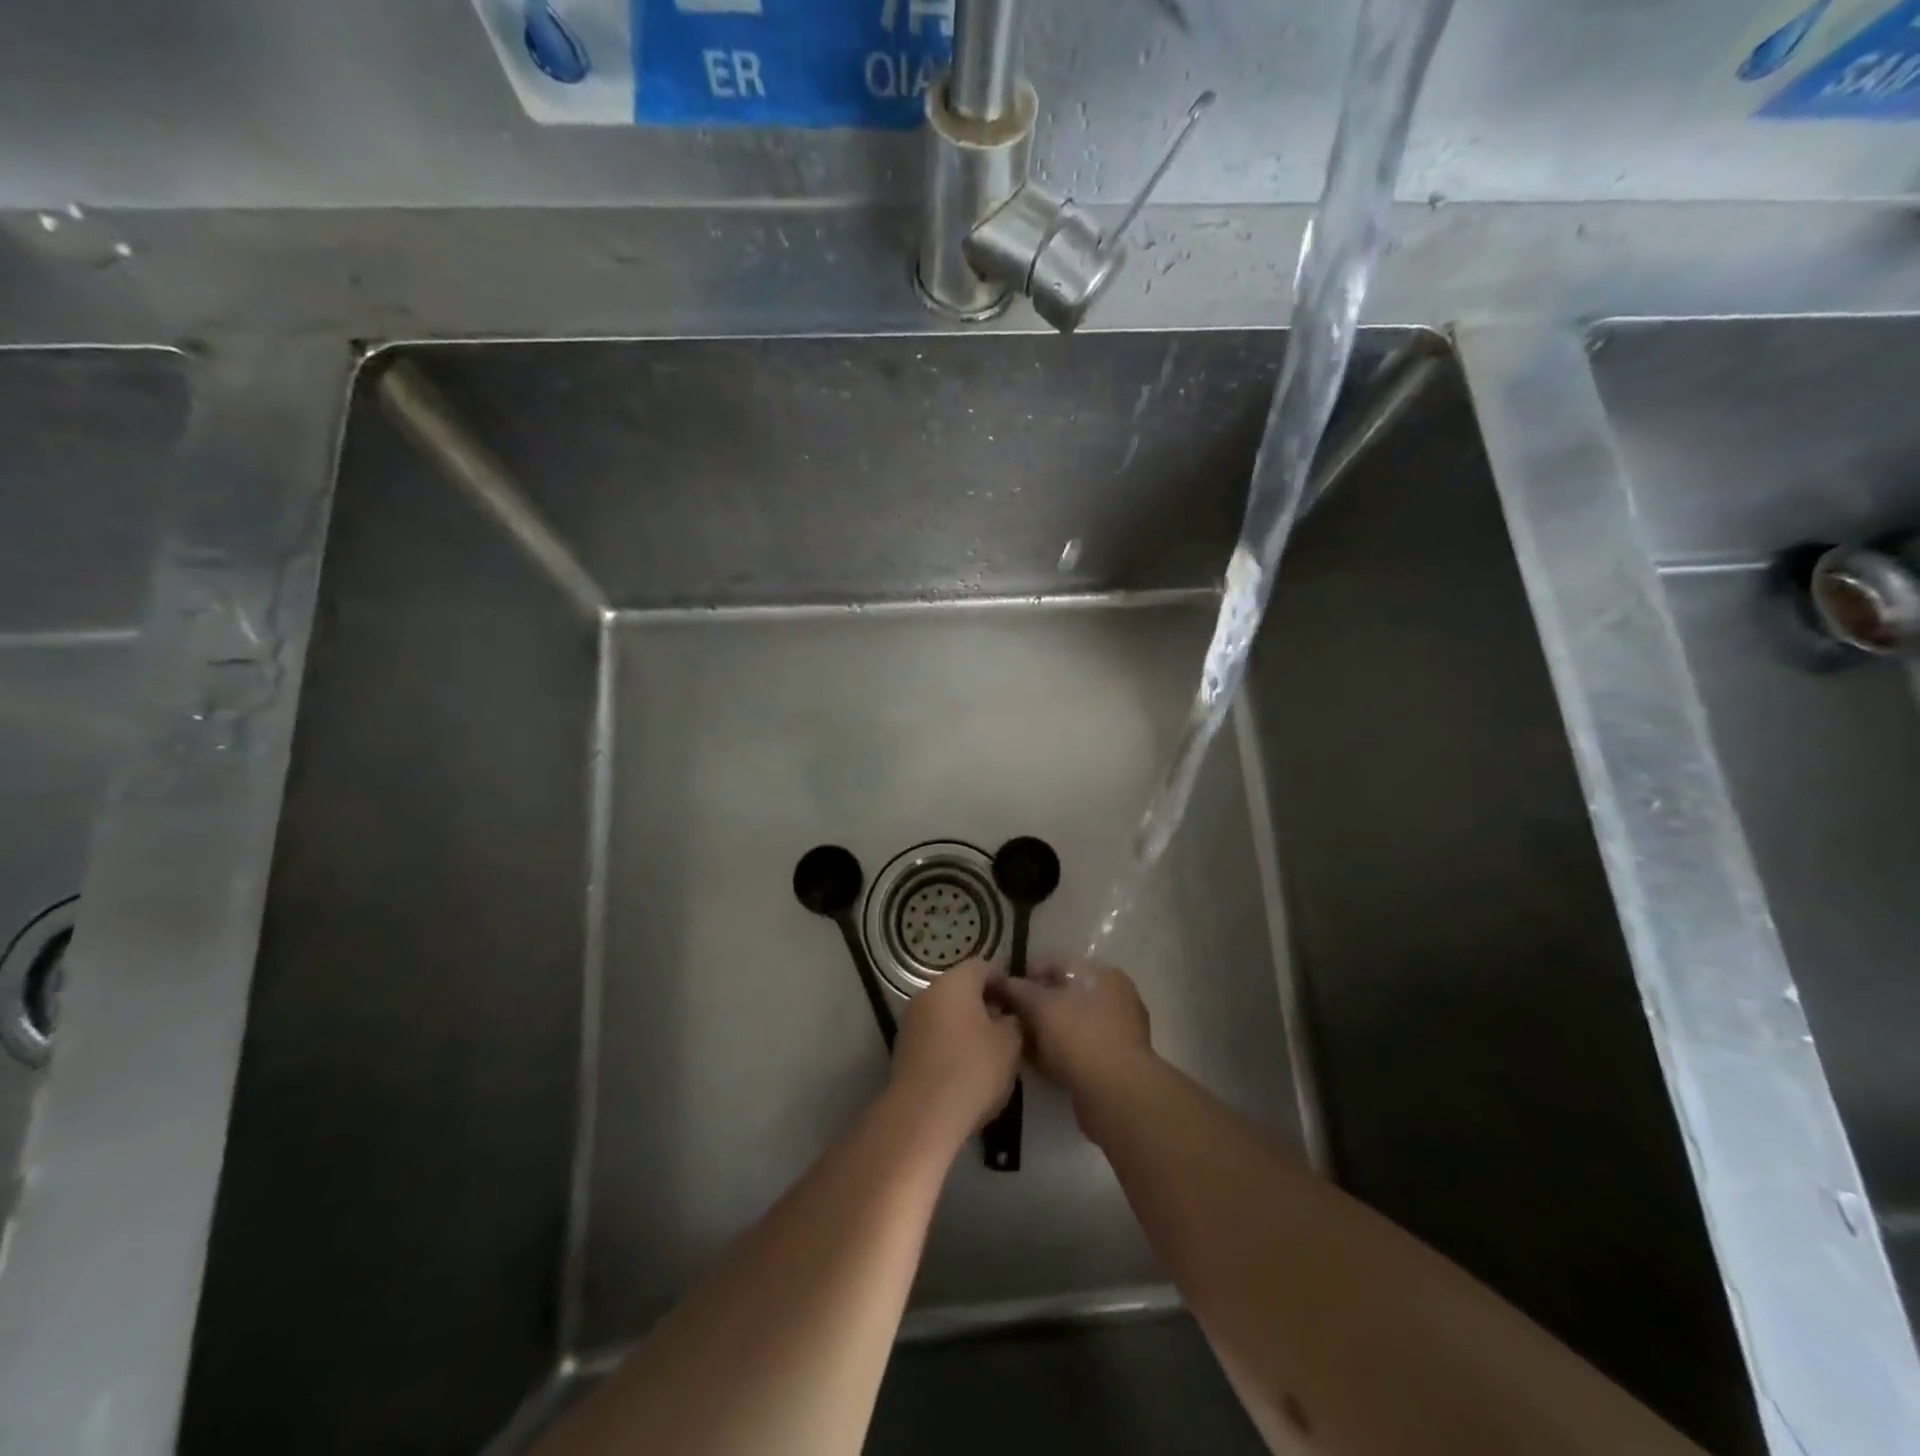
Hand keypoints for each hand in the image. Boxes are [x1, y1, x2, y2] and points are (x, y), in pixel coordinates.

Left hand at [888, 959, 1022, 1147]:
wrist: (923, 1115)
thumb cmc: (972, 1070)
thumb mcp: (1010, 1043)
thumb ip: (1014, 1021)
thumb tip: (1008, 1016)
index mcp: (954, 982)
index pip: (982, 967)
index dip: (1003, 983)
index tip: (1018, 1007)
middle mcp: (928, 993)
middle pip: (962, 989)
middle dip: (985, 1006)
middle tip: (1007, 1031)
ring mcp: (911, 1020)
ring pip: (946, 1013)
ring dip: (967, 1026)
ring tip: (988, 1054)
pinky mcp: (903, 1047)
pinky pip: (933, 1035)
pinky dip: (949, 1044)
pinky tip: (964, 1070)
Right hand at [997, 961, 1154, 1114]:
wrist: (1116, 1093)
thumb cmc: (1078, 1036)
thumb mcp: (1040, 1006)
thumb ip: (1017, 989)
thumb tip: (998, 980)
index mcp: (1102, 974)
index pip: (1057, 964)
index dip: (1027, 975)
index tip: (1004, 992)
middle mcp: (1116, 996)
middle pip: (1066, 994)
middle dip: (1037, 1006)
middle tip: (1012, 1020)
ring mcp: (1121, 1029)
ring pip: (1073, 1022)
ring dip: (1047, 1030)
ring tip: (1022, 1043)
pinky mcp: (1118, 1060)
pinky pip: (1082, 1047)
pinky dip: (1062, 1050)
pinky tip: (1041, 1063)